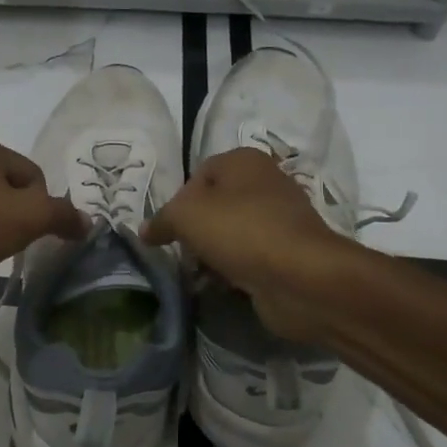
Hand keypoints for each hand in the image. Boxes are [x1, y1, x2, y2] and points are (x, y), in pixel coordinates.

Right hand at [141, 146, 356, 342]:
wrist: (300, 277)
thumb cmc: (240, 231)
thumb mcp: (185, 216)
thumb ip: (161, 220)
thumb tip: (145, 231)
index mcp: (243, 161)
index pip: (198, 175)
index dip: (178, 202)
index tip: (169, 229)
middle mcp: (265, 182)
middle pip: (215, 205)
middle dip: (195, 231)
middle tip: (184, 253)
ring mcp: (280, 218)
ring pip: (231, 233)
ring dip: (213, 254)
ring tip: (202, 274)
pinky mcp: (287, 252)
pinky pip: (250, 256)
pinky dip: (235, 270)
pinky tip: (224, 286)